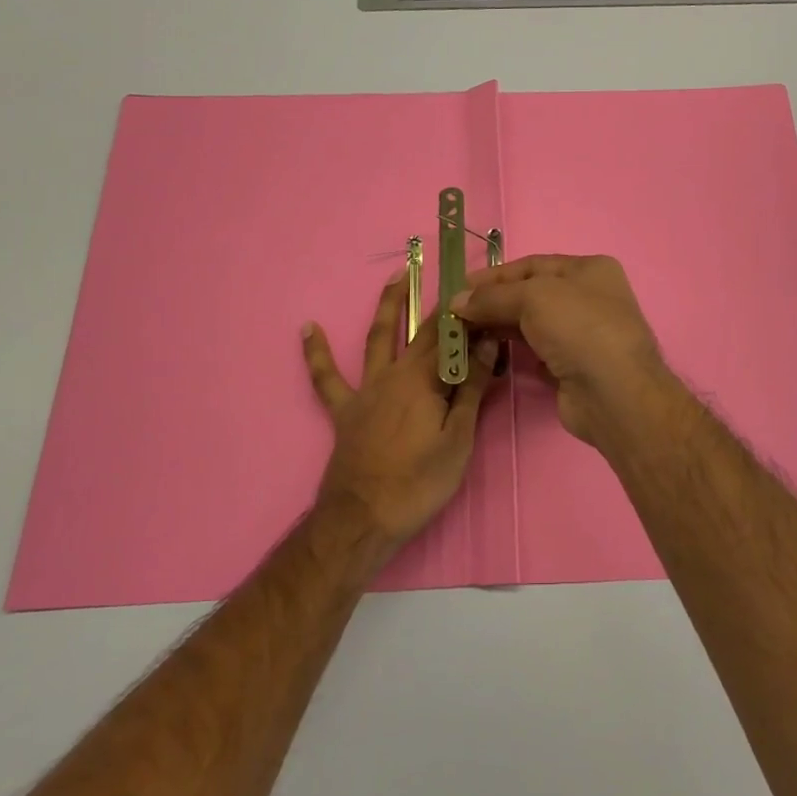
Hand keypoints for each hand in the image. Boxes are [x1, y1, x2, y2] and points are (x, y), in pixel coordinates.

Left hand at [303, 273, 497, 549]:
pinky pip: (326, 378)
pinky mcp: (345, 410)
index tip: (489, 301)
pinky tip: (307, 328)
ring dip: (389, 306)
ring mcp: (366, 389)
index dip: (472, 320)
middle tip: (455, 278)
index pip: (454, 339)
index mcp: (425, 379)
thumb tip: (487, 345)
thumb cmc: (419, 482)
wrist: (363, 518)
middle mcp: (395, 373)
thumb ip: (472, 389)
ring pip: (377, 338)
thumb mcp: (459, 439)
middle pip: (421, 332)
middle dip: (441, 306)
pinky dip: (316, 352)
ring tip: (398, 276)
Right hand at [450, 254, 678, 448]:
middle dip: (494, 302)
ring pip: (532, 325)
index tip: (460, 288)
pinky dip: (514, 352)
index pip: (533, 265)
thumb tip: (456, 302)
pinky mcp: (572, 368)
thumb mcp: (533, 297)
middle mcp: (589, 298)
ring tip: (465, 333)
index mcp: (589, 270)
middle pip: (531, 295)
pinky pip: (536, 353)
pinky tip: (490, 353)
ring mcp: (582, 335)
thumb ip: (492, 297)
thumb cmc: (579, 328)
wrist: (613, 393)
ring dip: (500, 326)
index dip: (495, 275)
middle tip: (457, 314)